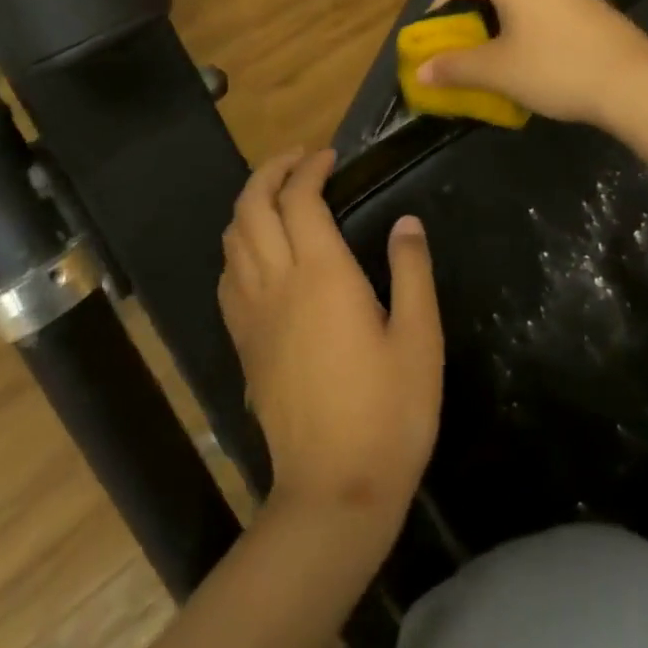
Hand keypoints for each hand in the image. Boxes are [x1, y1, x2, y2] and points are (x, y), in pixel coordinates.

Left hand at [219, 150, 442, 534]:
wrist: (334, 490)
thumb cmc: (388, 412)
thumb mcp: (419, 338)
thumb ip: (411, 272)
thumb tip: (407, 223)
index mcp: (321, 275)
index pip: (300, 199)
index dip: (311, 168)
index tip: (330, 156)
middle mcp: (277, 283)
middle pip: (252, 207)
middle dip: (270, 172)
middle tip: (298, 160)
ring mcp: (252, 314)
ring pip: (232, 239)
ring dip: (249, 204)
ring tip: (278, 196)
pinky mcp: (243, 343)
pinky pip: (228, 276)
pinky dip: (238, 245)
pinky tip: (259, 253)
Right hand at [417, 0, 647, 126]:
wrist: (634, 82)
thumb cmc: (556, 68)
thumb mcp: (498, 71)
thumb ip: (455, 67)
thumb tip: (421, 71)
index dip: (438, 7)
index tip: (433, 39)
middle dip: (469, 18)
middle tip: (460, 51)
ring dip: (498, 24)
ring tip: (492, 57)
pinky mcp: (589, 4)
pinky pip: (544, 8)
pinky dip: (526, 27)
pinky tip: (531, 57)